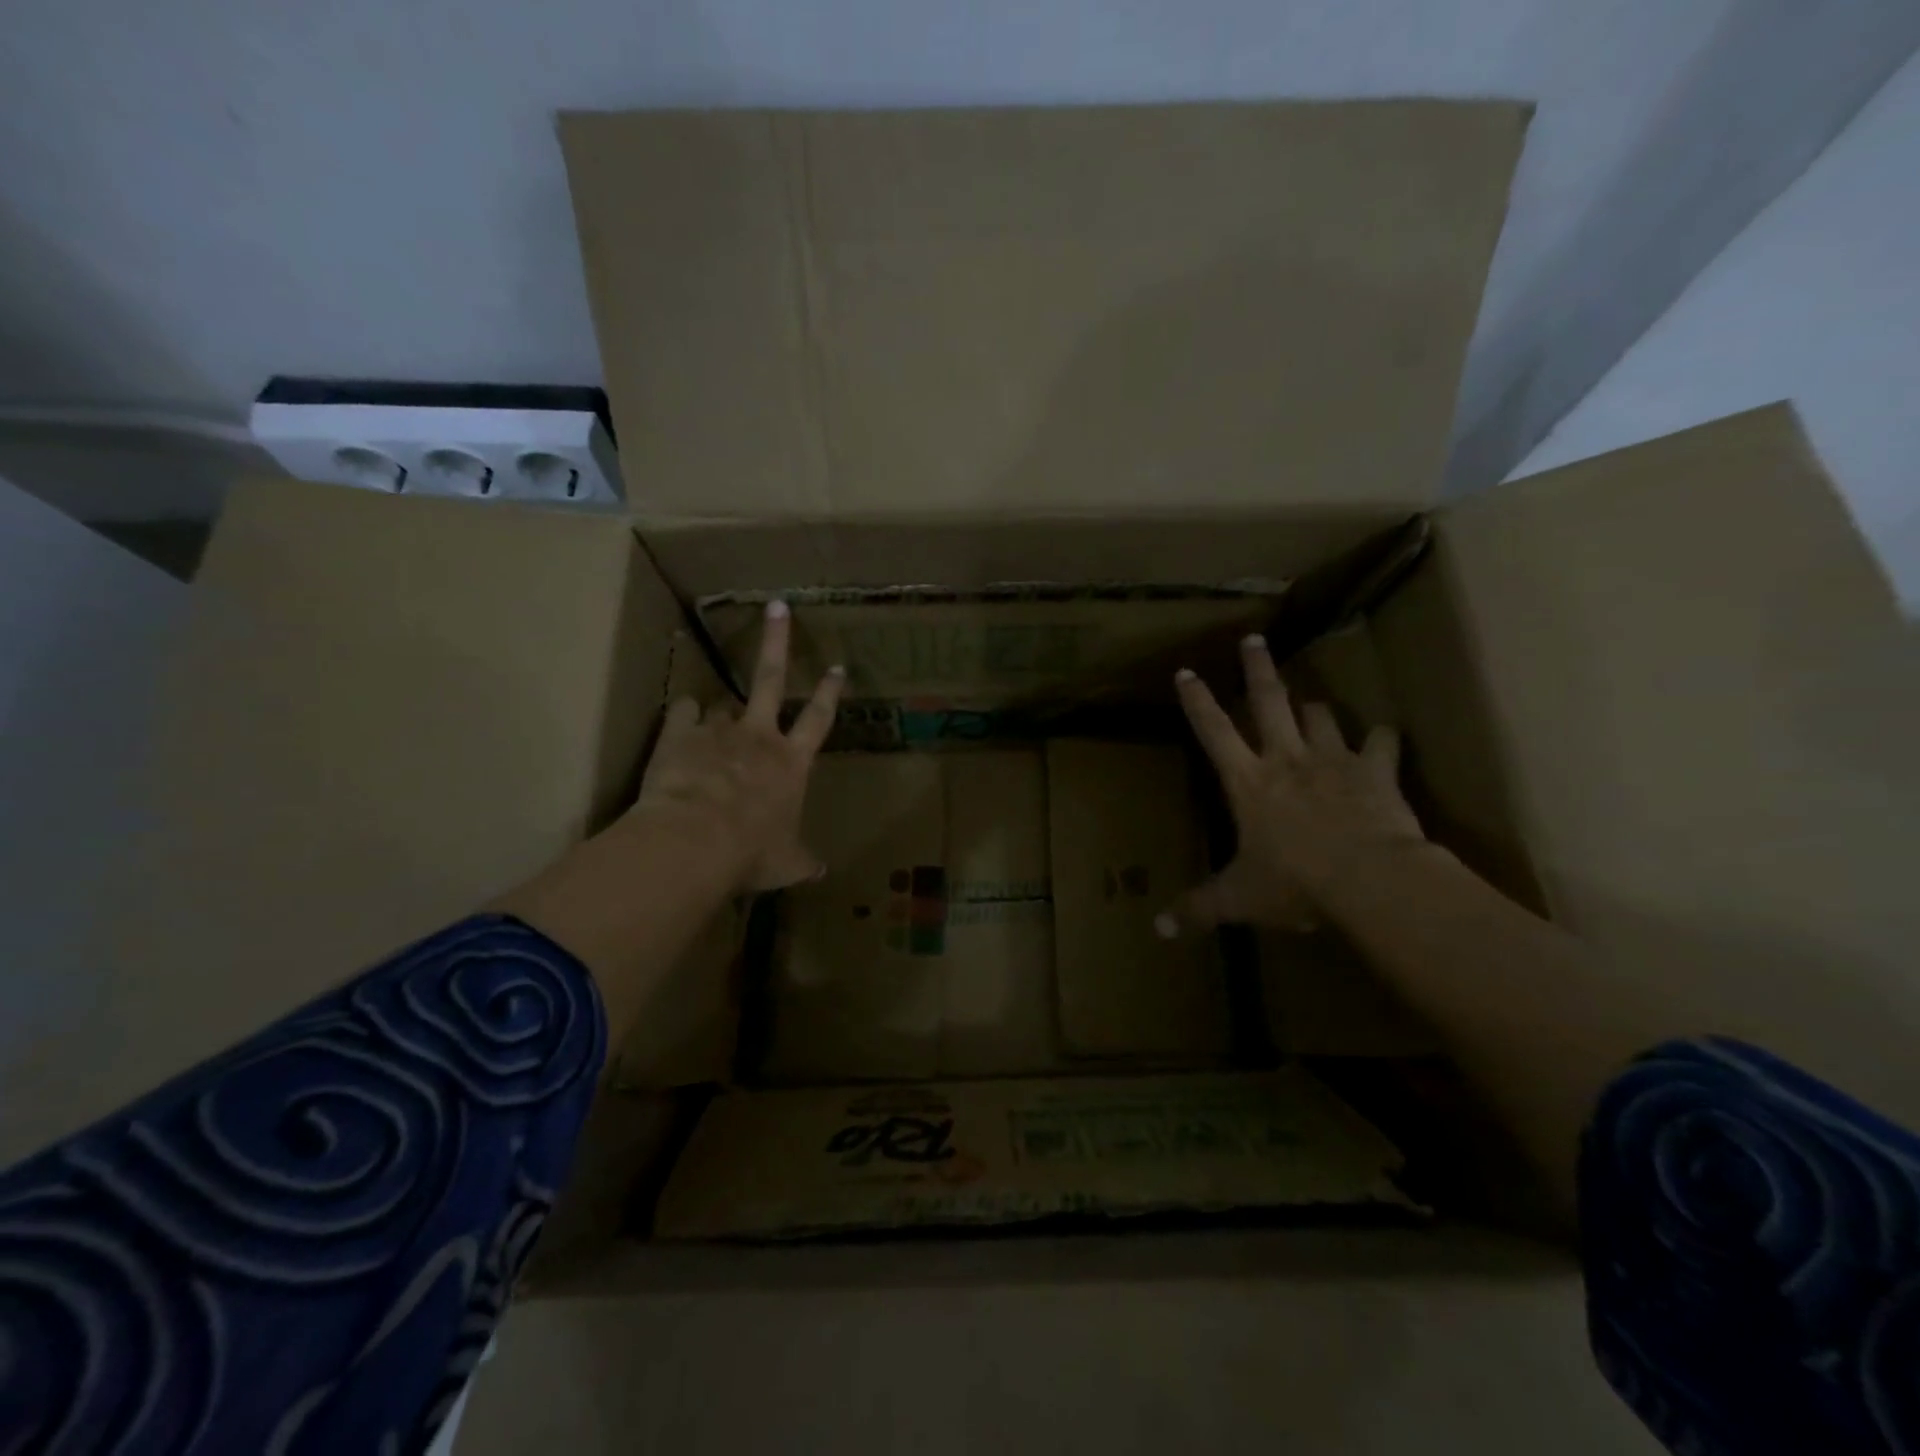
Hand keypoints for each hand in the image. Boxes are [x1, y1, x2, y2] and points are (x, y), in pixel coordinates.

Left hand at [629, 600, 844, 893]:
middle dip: (777, 640)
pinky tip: (679, 724)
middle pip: (772, 678)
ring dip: (720, 711)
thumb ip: (803, 861)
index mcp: (791, 763)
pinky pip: (682, 713)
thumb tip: (820, 871)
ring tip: (711, 718)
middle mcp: (759, 737)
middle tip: (777, 607)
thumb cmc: (752, 852)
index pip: (819, 720)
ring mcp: (718, 730)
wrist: (696, 841)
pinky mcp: (680, 733)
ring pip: (722, 704)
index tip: (838, 667)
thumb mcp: (786, 863)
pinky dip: (682, 717)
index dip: (829, 693)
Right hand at [1159, 633, 1425, 936]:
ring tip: (1313, 704)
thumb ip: (1199, 910)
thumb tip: (1159, 932)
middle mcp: (1286, 759)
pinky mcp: (1375, 771)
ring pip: (1321, 716)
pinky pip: (1382, 743)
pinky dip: (1382, 740)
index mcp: (1247, 782)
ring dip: (1315, 709)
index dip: (1197, 701)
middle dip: (1258, 668)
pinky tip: (1385, 738)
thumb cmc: (1293, 883)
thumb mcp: (1239, 899)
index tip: (1187, 671)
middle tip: (1254, 639)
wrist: (1367, 880)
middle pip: (1268, 701)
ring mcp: (1333, 760)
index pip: (1212, 731)